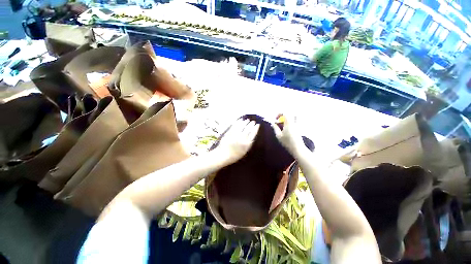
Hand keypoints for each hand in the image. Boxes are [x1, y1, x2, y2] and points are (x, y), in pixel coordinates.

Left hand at [214, 119, 259, 165]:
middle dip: (251, 124)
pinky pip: (235, 125)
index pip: (253, 133)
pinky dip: (239, 122)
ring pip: (242, 126)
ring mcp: (235, 134)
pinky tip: (240, 120)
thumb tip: (252, 136)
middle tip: (253, 121)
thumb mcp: (245, 151)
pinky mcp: (230, 132)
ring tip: (247, 120)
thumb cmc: (235, 155)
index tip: (258, 125)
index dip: (256, 128)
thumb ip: (249, 143)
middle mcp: (242, 138)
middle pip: (248, 128)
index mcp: (247, 143)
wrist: (224, 155)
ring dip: (246, 122)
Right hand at [271, 114, 305, 155]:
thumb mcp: (278, 135)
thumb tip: (272, 123)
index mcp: (289, 123)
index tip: (276, 119)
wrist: (298, 148)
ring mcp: (297, 125)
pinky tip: (285, 128)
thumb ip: (275, 128)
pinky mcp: (298, 128)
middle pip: (289, 113)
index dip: (279, 113)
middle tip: (278, 121)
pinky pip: (293, 121)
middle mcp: (294, 122)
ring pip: (292, 117)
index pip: (285, 113)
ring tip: (282, 124)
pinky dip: (289, 122)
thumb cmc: (287, 142)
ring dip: (286, 118)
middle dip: (283, 115)